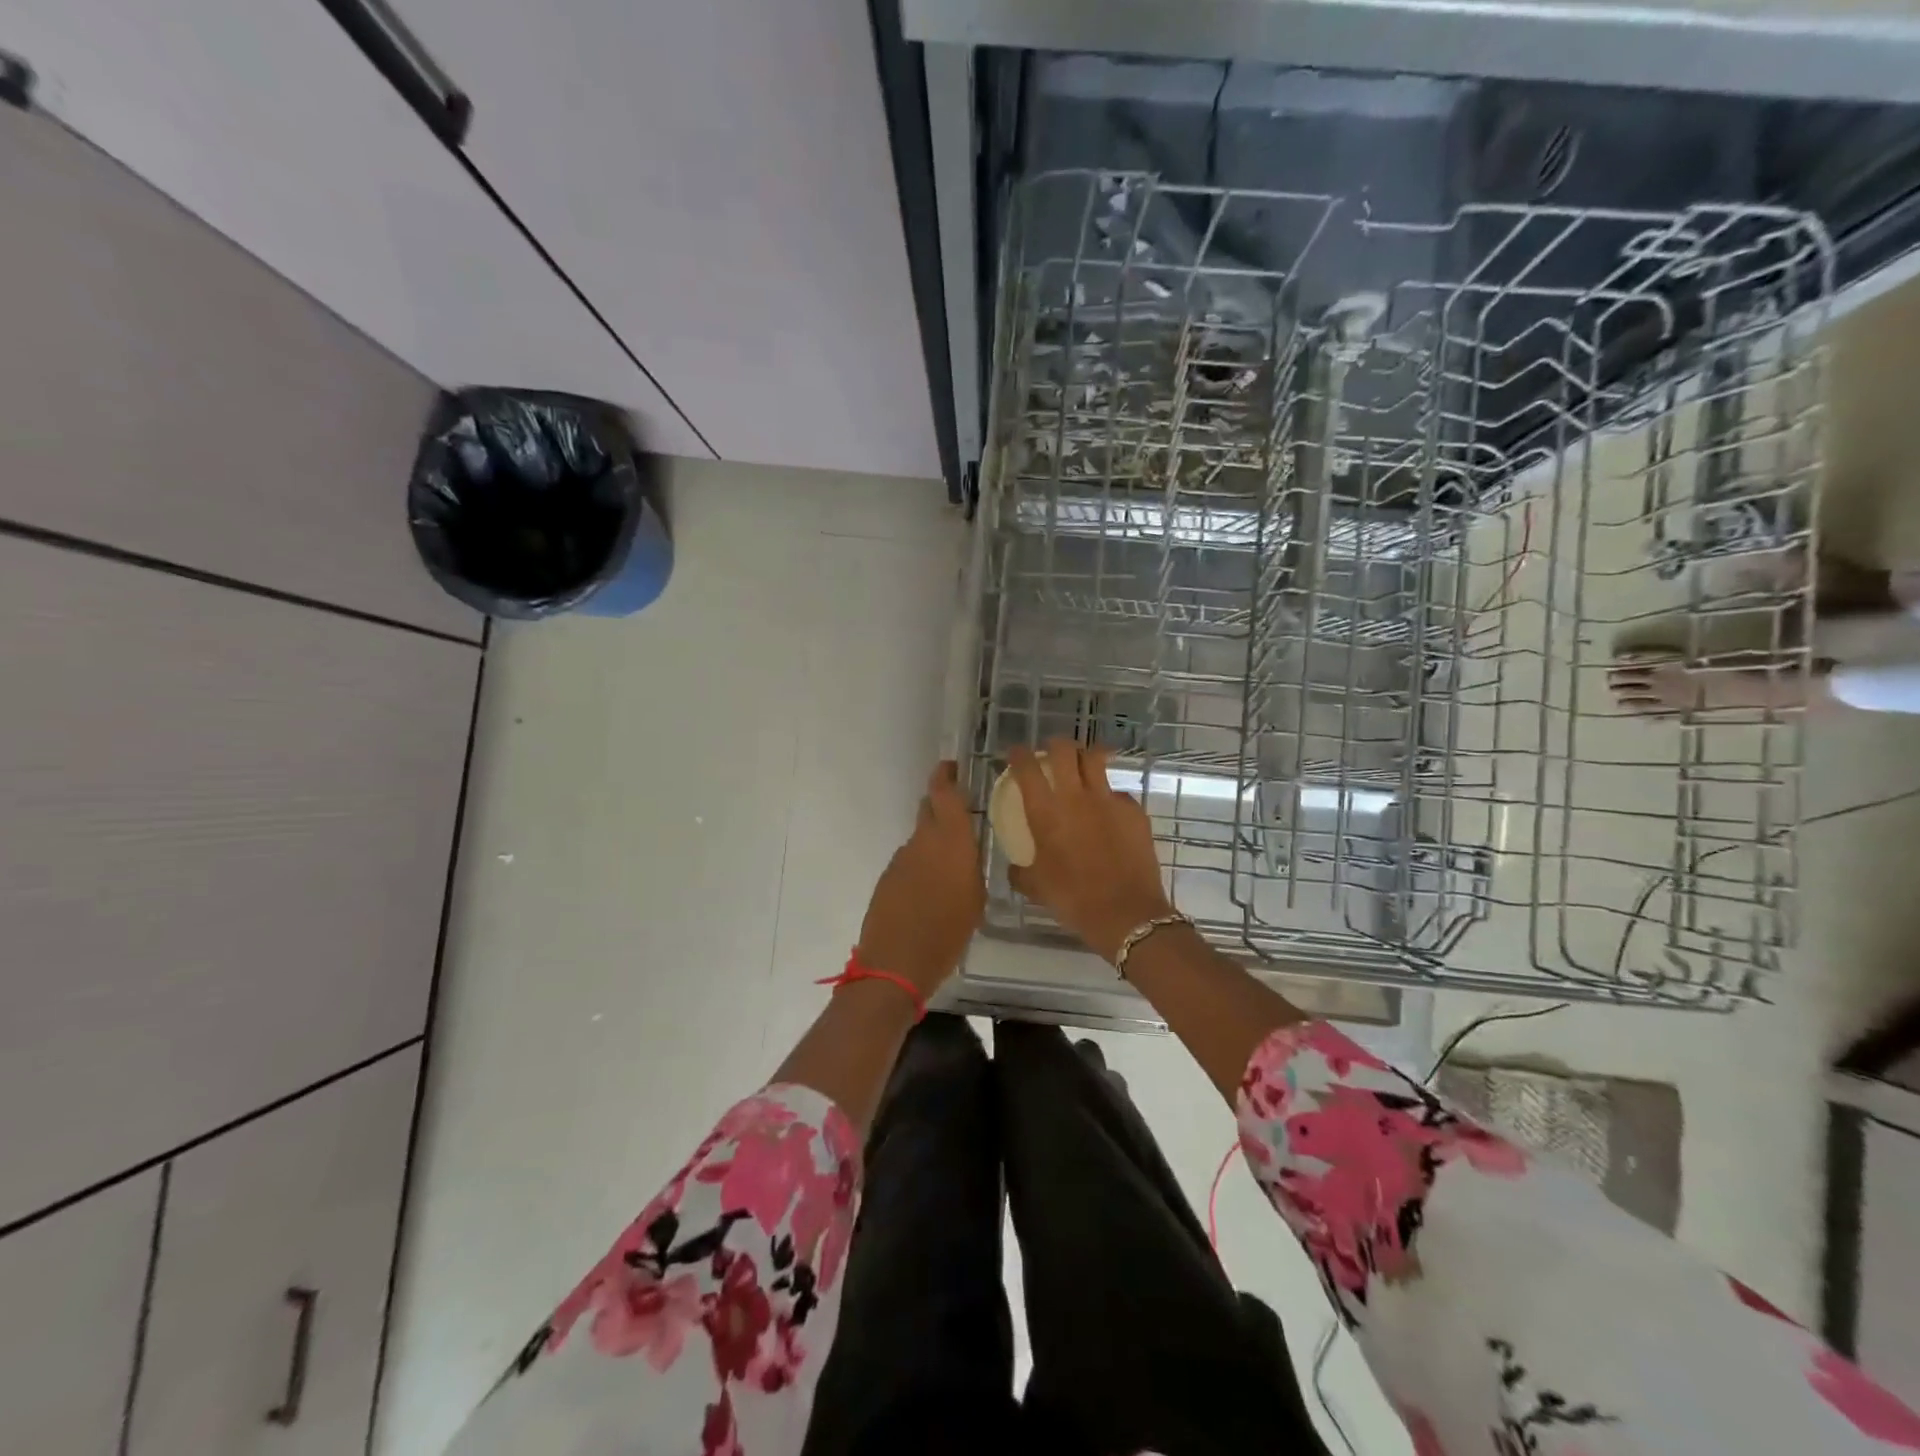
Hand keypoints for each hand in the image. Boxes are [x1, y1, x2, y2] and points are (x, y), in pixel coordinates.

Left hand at [855, 761, 985, 995]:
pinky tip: (928, 892)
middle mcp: (923, 841)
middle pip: (929, 809)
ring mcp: (901, 859)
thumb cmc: (948, 932)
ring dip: (932, 843)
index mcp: (951, 841)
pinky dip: (919, 866)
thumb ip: (971, 867)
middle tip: (959, 817)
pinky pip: (908, 861)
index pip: (945, 793)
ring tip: (949, 869)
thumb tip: (966, 853)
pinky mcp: (887, 878)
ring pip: (919, 838)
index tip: (952, 767)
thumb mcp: (975, 899)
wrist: (896, 962)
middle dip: (940, 805)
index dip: (946, 776)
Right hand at [1007, 739, 1173, 962]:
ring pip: (1096, 759)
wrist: (1126, 913)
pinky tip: (1110, 811)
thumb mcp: (1036, 887)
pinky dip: (1110, 796)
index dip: (1018, 754)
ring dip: (1086, 756)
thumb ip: (1020, 871)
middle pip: (1064, 750)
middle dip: (1055, 745)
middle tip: (1052, 752)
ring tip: (1084, 763)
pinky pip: (1119, 793)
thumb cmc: (1073, 899)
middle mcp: (1075, 797)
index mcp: (1045, 812)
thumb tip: (1015, 866)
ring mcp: (1108, 800)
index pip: (1027, 768)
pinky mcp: (1134, 810)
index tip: (1016, 753)